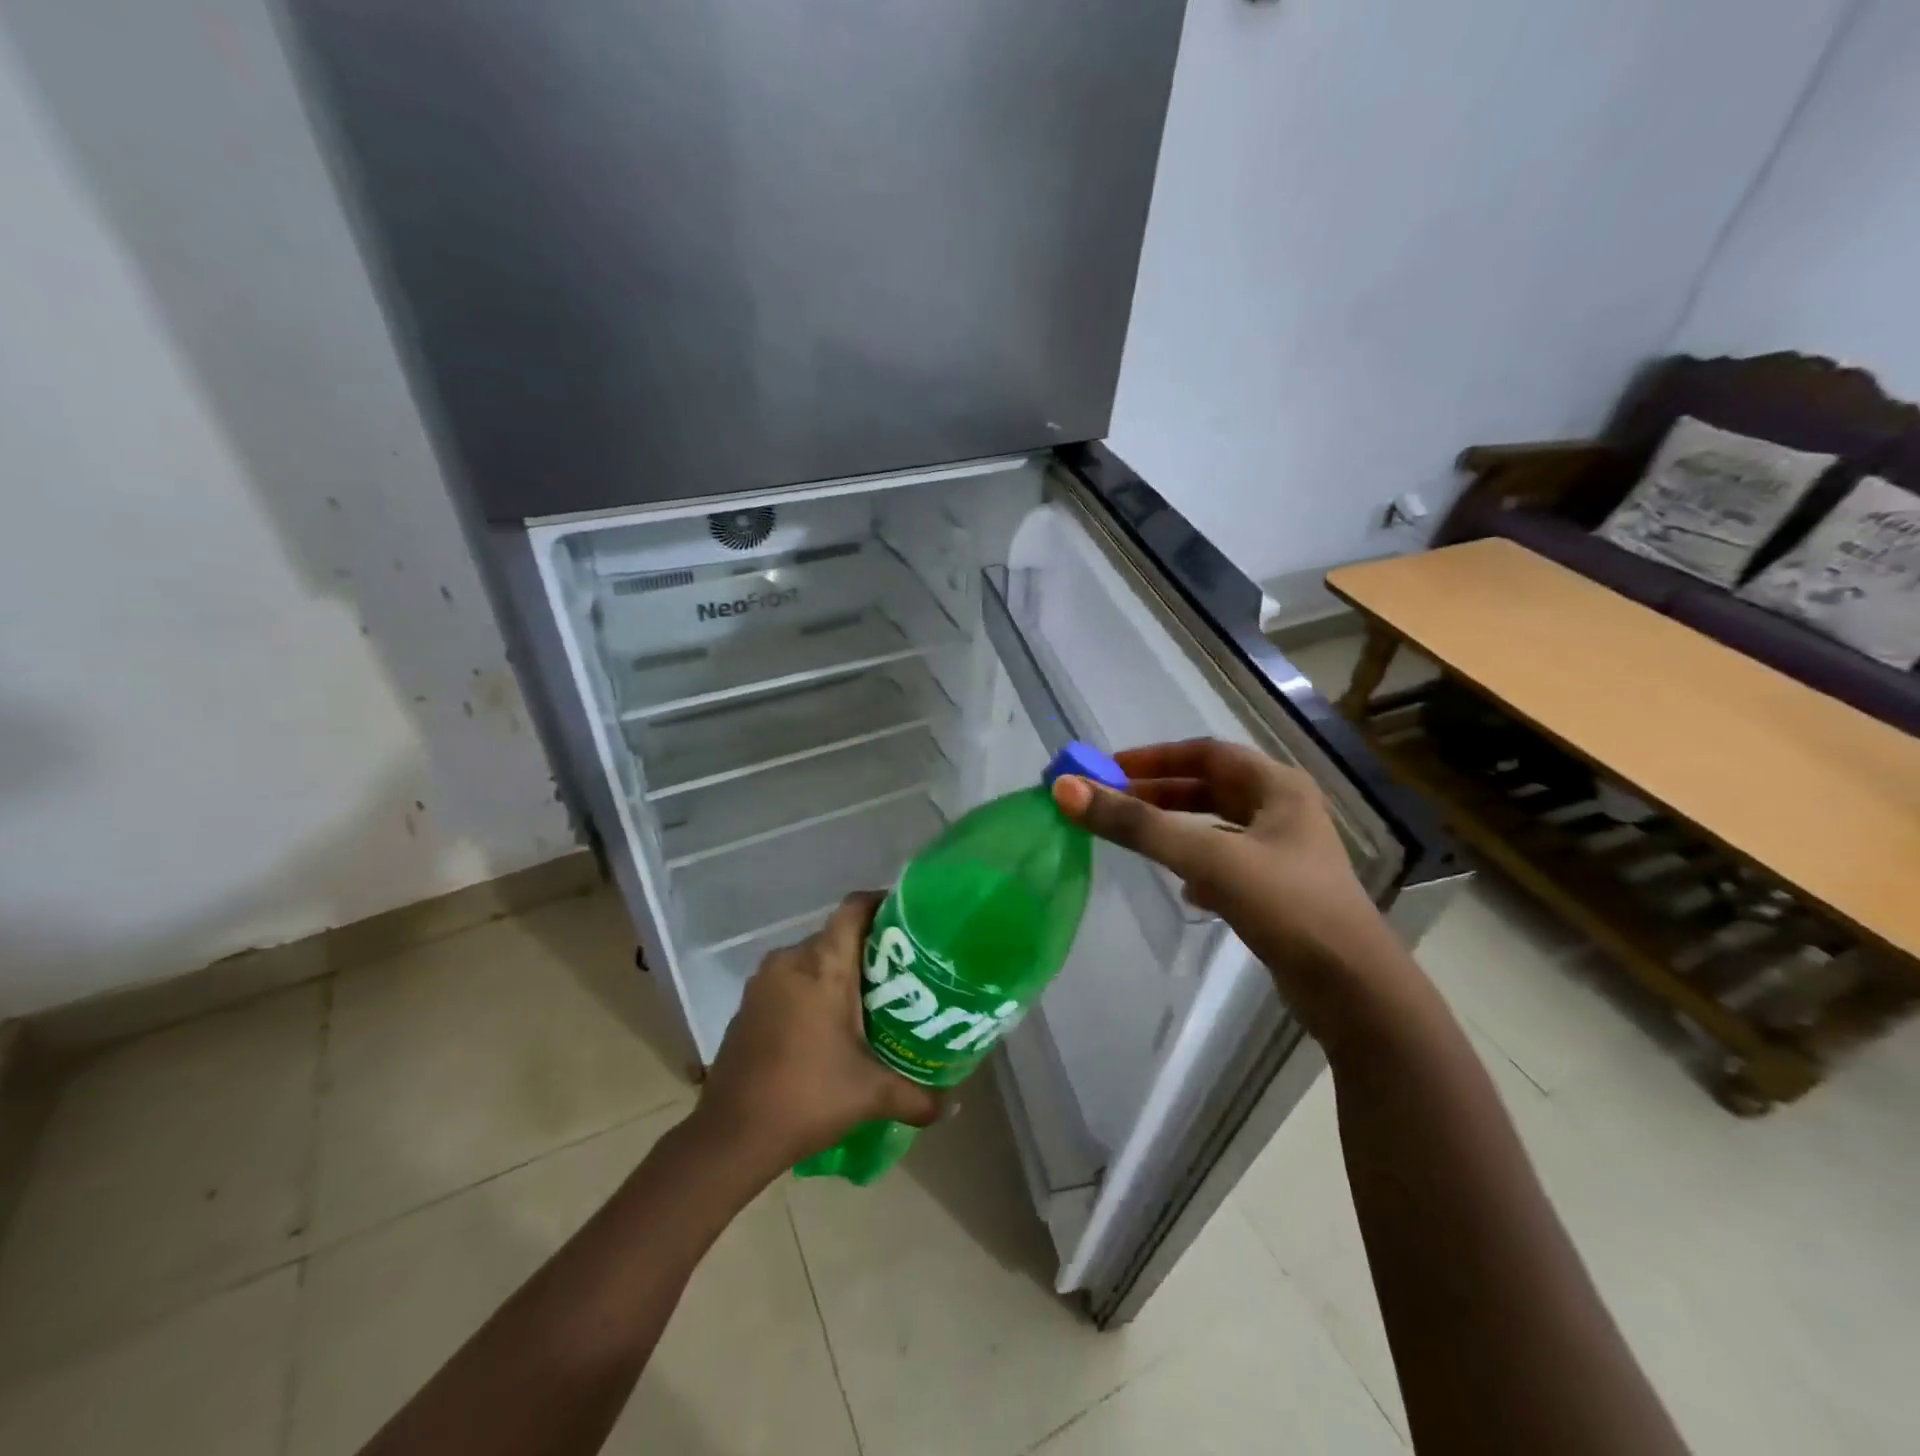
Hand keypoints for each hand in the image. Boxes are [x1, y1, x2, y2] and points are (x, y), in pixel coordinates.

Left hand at [693, 892, 943, 1172]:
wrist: (731, 1136)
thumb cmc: (807, 1098)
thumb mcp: (872, 1095)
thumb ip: (919, 1097)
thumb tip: (954, 1106)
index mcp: (823, 965)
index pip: (854, 909)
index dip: (881, 904)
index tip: (909, 918)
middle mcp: (791, 960)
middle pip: (835, 935)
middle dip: (867, 948)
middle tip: (900, 971)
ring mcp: (764, 981)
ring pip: (811, 959)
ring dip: (836, 972)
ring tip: (869, 999)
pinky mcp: (748, 1004)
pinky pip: (789, 980)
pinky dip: (810, 990)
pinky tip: (828, 1024)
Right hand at [1052, 739, 1409, 1037]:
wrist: (1353, 991)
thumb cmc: (1286, 907)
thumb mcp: (1207, 858)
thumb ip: (1137, 825)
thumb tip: (1065, 790)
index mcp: (1278, 787)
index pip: (1206, 753)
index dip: (1155, 757)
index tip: (1109, 769)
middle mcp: (1284, 812)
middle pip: (1210, 788)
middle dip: (1159, 793)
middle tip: (1112, 803)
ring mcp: (1284, 854)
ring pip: (1217, 828)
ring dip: (1176, 829)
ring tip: (1135, 839)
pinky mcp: (1280, 892)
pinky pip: (1227, 864)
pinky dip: (1197, 866)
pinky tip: (1183, 890)